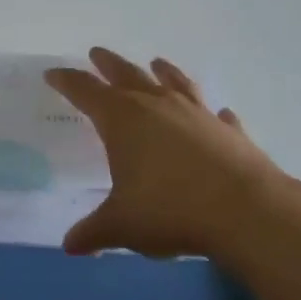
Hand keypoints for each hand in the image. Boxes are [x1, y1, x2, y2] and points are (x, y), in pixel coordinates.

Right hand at [46, 48, 290, 259]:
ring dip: (162, 72)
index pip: (86, 91)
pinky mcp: (229, 130)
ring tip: (156, 62)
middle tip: (97, 53)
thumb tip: (70, 246)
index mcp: (122, 120)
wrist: (247, 211)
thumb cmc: (171, 210)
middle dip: (108, 64)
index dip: (67, 81)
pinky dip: (209, 112)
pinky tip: (217, 113)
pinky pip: (215, 114)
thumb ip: (93, 232)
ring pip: (174, 82)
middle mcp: (157, 106)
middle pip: (127, 75)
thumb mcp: (121, 225)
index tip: (53, 74)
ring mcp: (197, 114)